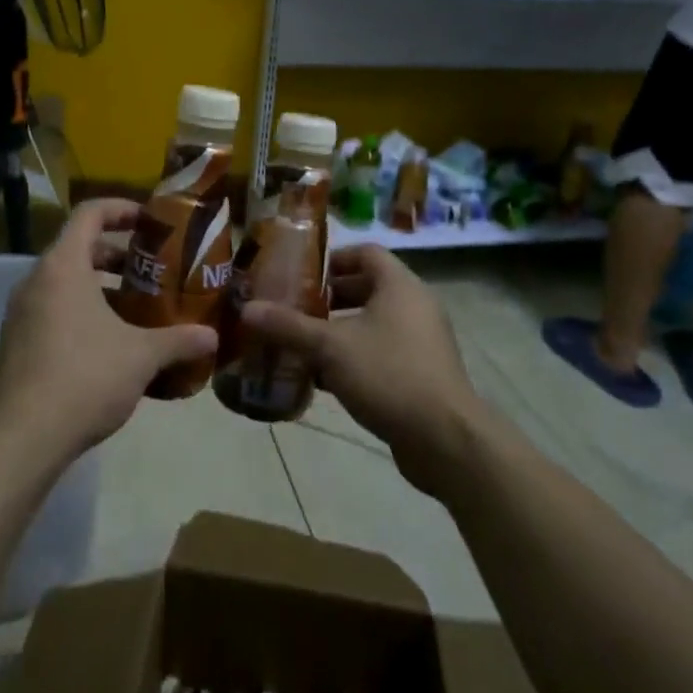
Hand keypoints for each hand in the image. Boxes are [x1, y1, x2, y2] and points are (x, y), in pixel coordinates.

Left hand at [0, 199, 217, 467]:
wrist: (23, 438)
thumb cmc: (85, 378)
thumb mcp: (141, 356)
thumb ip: (179, 340)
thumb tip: (213, 337)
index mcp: (63, 267)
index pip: (90, 213)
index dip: (122, 209)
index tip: (151, 221)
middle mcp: (35, 281)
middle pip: (78, 248)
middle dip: (117, 254)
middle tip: (152, 270)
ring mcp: (20, 313)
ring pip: (65, 283)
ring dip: (101, 287)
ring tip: (137, 309)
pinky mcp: (15, 343)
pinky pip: (53, 311)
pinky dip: (82, 313)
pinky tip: (110, 345)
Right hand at [239, 246, 486, 497]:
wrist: (445, 439)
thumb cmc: (388, 374)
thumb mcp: (330, 347)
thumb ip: (288, 326)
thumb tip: (247, 309)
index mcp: (400, 286)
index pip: (365, 253)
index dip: (332, 259)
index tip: (301, 275)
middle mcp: (415, 306)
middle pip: (366, 288)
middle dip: (327, 299)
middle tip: (292, 309)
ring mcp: (421, 341)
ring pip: (371, 324)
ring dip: (336, 331)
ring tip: (299, 343)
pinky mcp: (420, 373)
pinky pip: (380, 352)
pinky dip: (352, 357)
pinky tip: (321, 378)